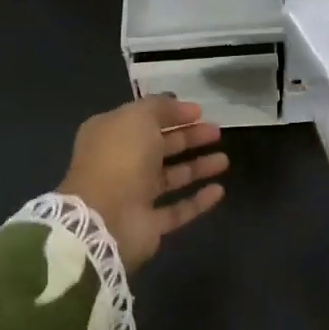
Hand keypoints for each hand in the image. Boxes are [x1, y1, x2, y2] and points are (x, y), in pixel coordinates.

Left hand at [59, 96, 227, 270]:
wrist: (104, 220)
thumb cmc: (120, 159)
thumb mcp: (138, 118)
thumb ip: (159, 107)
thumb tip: (179, 105)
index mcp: (111, 135)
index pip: (145, 119)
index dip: (172, 113)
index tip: (200, 111)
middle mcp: (121, 163)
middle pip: (160, 147)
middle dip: (189, 137)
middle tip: (216, 131)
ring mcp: (134, 195)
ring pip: (171, 177)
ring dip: (197, 167)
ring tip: (224, 160)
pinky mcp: (149, 224)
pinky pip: (177, 209)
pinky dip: (198, 201)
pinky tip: (219, 191)